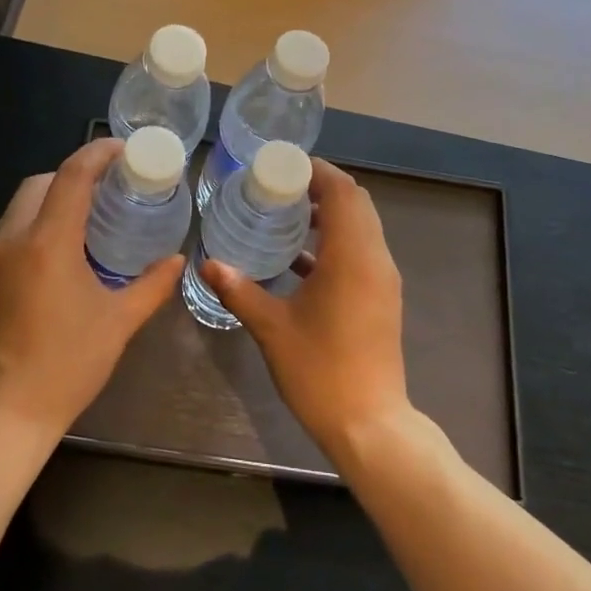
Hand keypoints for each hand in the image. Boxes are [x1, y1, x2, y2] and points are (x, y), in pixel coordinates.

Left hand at [0, 138, 183, 440]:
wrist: (4, 412)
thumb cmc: (68, 365)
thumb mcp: (119, 323)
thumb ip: (151, 285)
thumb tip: (177, 260)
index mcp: (47, 243)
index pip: (71, 177)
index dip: (97, 154)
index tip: (123, 149)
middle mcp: (13, 240)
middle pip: (40, 183)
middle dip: (74, 173)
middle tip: (111, 185)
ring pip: (21, 205)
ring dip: (54, 196)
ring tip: (91, 213)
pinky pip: (13, 229)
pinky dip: (39, 220)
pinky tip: (66, 246)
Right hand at [201, 159, 409, 457]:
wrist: (369, 424)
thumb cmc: (320, 371)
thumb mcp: (271, 328)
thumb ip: (239, 290)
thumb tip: (207, 263)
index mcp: (352, 257)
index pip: (342, 192)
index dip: (316, 171)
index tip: (282, 167)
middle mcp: (375, 259)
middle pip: (356, 203)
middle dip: (322, 188)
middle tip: (280, 187)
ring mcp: (382, 280)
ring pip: (362, 227)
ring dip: (330, 215)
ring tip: (286, 216)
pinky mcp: (381, 299)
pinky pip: (361, 252)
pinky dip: (335, 243)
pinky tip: (299, 260)